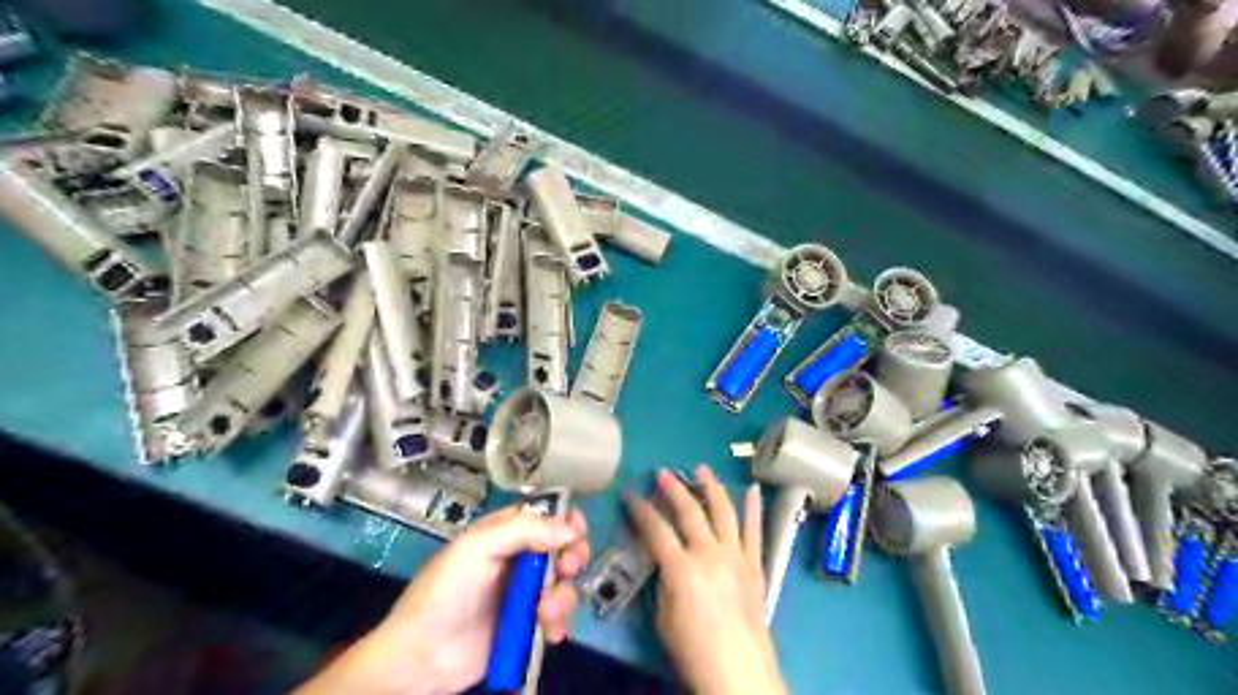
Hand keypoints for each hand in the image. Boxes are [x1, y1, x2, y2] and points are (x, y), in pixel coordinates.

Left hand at [297, 504, 592, 694]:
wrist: (422, 655)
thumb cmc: (446, 590)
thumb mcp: (478, 547)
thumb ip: (524, 530)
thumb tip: (571, 528)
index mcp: (505, 533)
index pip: (546, 515)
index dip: (566, 519)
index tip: (576, 531)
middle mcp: (520, 559)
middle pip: (563, 548)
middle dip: (573, 556)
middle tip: (567, 568)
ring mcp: (525, 593)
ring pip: (564, 584)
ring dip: (563, 596)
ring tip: (544, 612)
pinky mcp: (527, 625)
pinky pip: (557, 618)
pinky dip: (559, 624)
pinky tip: (550, 633)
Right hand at [631, 464, 780, 693]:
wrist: (739, 672)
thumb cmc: (693, 649)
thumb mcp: (663, 616)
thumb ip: (665, 580)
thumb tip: (666, 561)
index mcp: (681, 567)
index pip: (655, 528)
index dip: (639, 509)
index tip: (629, 493)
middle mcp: (709, 553)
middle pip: (689, 511)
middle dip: (673, 489)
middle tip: (662, 473)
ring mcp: (735, 555)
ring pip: (723, 511)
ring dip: (711, 486)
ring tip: (702, 468)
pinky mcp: (754, 564)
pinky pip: (755, 531)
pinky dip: (754, 509)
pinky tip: (753, 489)